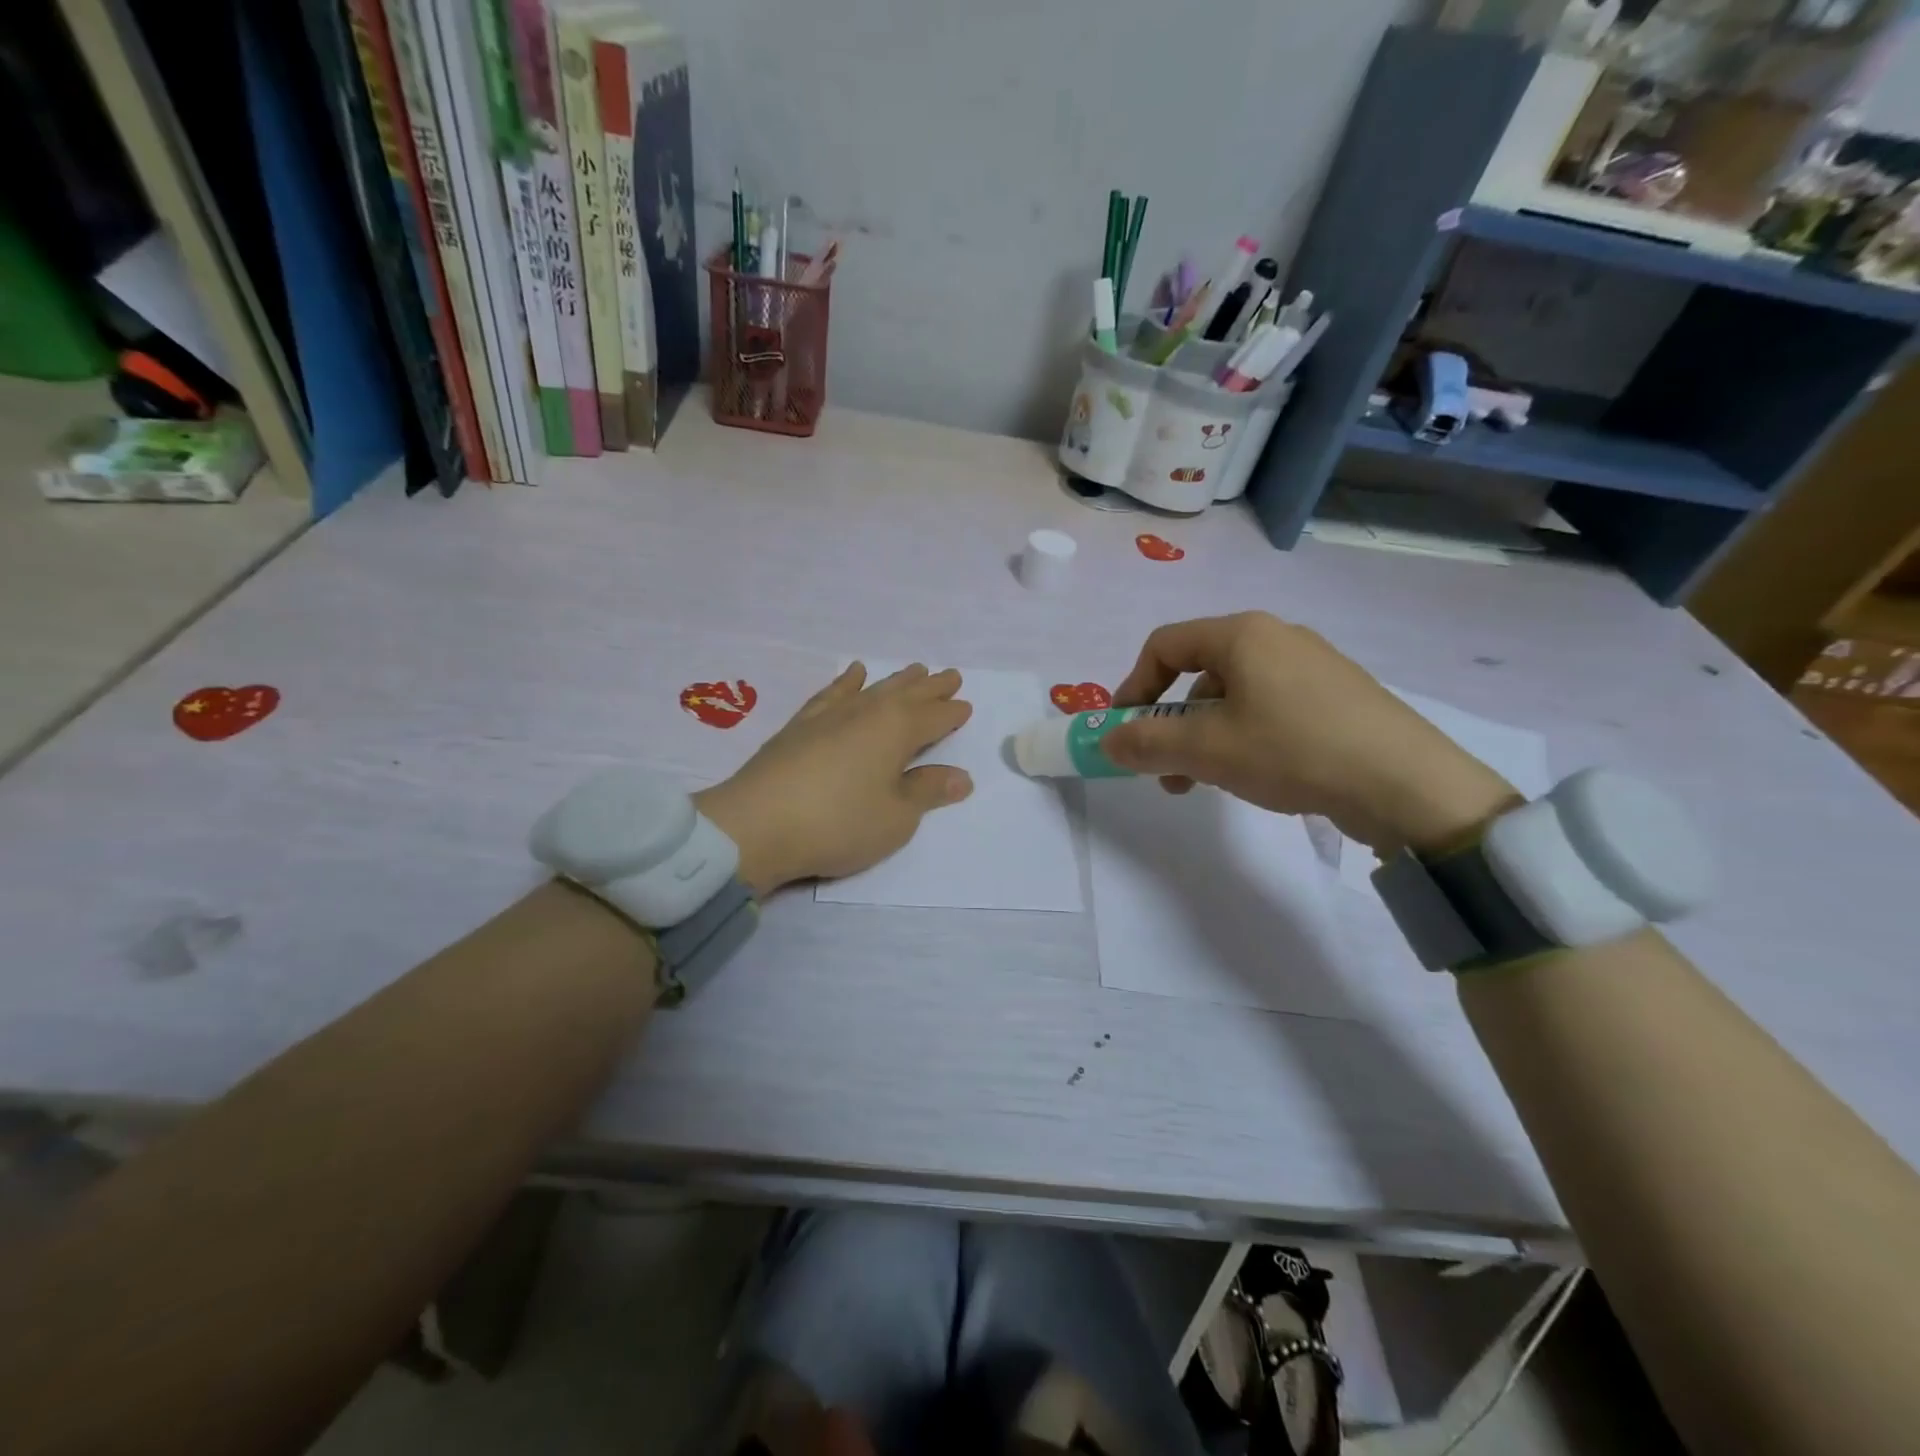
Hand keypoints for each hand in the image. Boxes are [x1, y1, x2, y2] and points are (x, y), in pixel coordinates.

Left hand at [693, 664, 974, 895]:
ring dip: (896, 680)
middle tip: (949, 675)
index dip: (952, 713)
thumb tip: (961, 777)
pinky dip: (846, 682)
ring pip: (873, 689)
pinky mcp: (800, 726)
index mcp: (897, 730)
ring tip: (913, 670)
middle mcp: (867, 712)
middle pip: (907, 694)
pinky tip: (852, 674)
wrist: (756, 825)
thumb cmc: (838, 824)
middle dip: (931, 687)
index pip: (934, 717)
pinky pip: (832, 693)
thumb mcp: (896, 817)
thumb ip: (927, 792)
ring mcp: (830, 715)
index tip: (965, 706)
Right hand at [1104, 612, 1519, 853]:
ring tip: (1203, 783)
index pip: (1164, 645)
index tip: (1123, 730)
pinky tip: (1251, 776)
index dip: (1133, 687)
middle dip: (1169, 723)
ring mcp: (1312, 666)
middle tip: (1163, 768)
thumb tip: (1107, 741)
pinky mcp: (1336, 697)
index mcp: (1242, 634)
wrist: (1406, 784)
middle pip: (1198, 672)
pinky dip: (1242, 737)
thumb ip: (1147, 743)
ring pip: (1233, 696)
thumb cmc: (1292, 750)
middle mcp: (1276, 638)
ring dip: (1203, 737)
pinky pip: (1268, 708)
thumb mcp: (1207, 749)